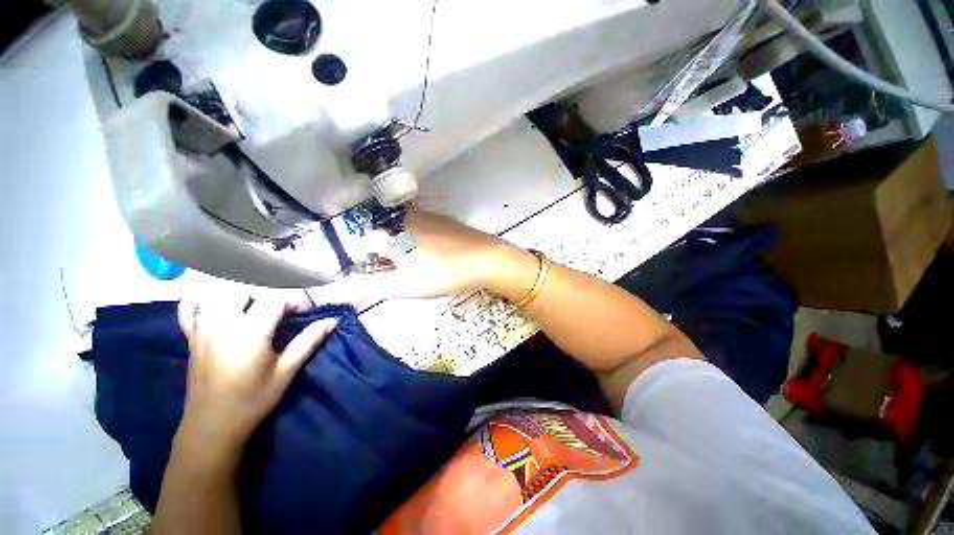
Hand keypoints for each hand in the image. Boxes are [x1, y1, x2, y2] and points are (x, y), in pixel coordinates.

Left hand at [176, 294, 336, 453]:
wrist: (212, 426)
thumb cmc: (254, 399)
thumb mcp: (286, 371)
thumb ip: (309, 341)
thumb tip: (332, 321)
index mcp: (249, 333)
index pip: (273, 300)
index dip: (292, 300)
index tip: (303, 310)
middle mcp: (222, 324)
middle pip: (243, 290)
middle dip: (265, 296)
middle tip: (279, 312)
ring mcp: (202, 330)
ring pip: (217, 295)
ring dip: (238, 295)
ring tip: (253, 309)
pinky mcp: (190, 339)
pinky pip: (187, 310)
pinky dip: (198, 301)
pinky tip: (212, 304)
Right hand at [330, 209, 537, 300]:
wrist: (485, 258)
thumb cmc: (443, 273)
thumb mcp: (404, 285)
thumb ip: (367, 286)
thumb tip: (335, 289)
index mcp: (390, 232)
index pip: (361, 245)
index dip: (366, 264)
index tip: (380, 276)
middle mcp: (402, 217)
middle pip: (380, 236)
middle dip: (384, 256)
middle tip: (403, 273)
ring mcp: (423, 214)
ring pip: (399, 231)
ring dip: (400, 248)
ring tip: (420, 265)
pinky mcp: (439, 217)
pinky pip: (418, 227)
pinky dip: (416, 240)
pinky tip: (433, 254)